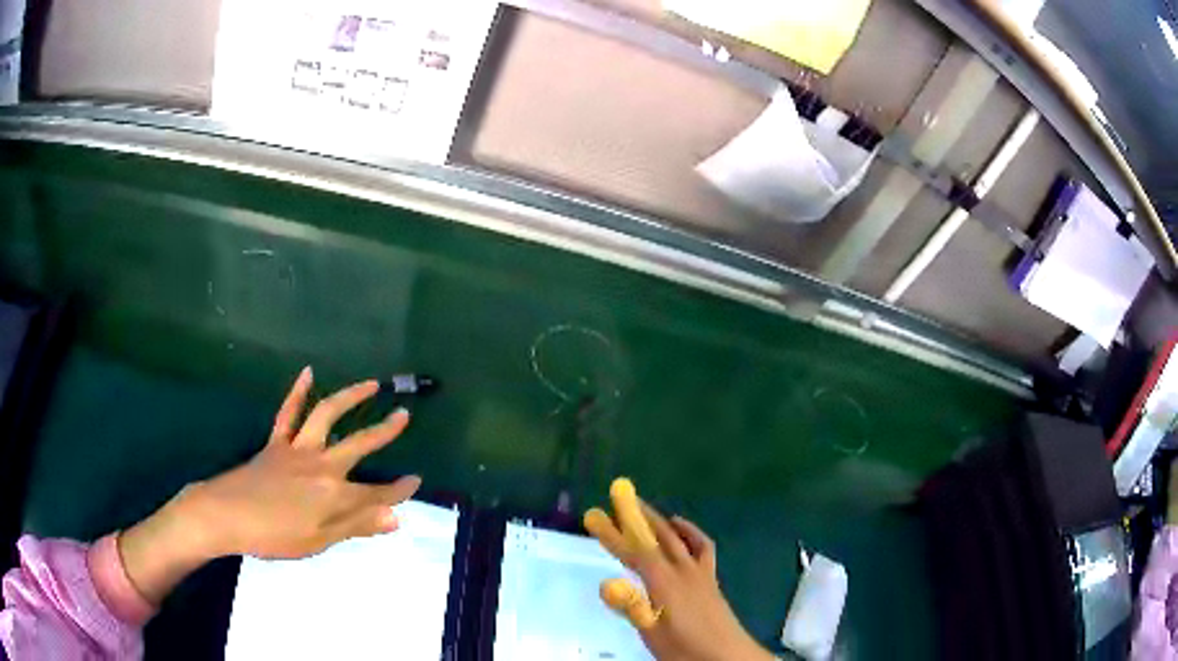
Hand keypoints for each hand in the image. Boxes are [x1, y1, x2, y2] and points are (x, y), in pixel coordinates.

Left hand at [119, 367, 421, 606]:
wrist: (225, 515)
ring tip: (370, 384)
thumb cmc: (273, 535)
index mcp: (334, 495)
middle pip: (359, 444)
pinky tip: (307, 372)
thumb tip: (397, 518)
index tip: (416, 480)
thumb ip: (357, 526)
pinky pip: (288, 413)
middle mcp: (321, 465)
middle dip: (385, 431)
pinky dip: (298, 391)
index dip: (398, 489)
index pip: (376, 492)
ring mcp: (297, 449)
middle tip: (404, 414)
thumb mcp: (319, 541)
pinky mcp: (276, 443)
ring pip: (327, 415)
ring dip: (351, 397)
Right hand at [585, 479, 774, 660]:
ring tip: (645, 509)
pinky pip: (702, 547)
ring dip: (660, 520)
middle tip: (620, 497)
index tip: (594, 515)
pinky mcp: (711, 579)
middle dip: (638, 516)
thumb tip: (605, 585)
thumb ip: (633, 608)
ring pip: (679, 537)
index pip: (635, 553)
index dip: (613, 534)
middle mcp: (683, 570)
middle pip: (659, 536)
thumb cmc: (687, 649)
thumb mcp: (653, 635)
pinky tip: (682, 528)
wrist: (729, 655)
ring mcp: (700, 572)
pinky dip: (691, 532)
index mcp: (665, 584)